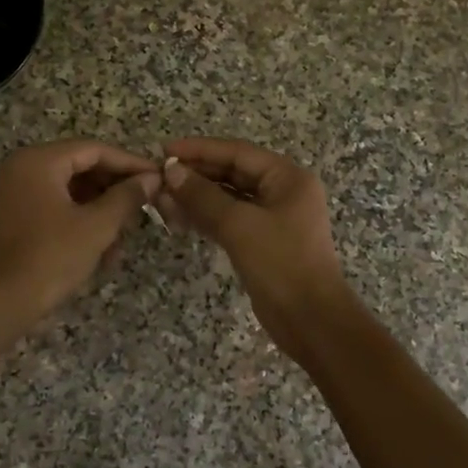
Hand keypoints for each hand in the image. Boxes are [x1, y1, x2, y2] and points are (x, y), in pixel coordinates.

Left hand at [0, 140, 160, 322]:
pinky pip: (57, 206)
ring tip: (126, 233)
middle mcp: (24, 168)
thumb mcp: (96, 226)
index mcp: (39, 161)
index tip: (158, 176)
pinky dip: (81, 221)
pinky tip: (104, 248)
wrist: (0, 303)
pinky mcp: (17, 216)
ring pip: (71, 190)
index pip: (94, 150)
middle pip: (81, 167)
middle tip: (146, 204)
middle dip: (115, 188)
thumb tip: (152, 178)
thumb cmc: (51, 258)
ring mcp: (17, 192)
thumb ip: (127, 197)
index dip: (129, 163)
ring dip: (101, 209)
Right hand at [158, 137, 354, 359]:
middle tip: (158, 178)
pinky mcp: (262, 242)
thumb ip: (203, 196)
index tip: (164, 151)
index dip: (199, 149)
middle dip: (196, 175)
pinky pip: (230, 220)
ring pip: (228, 199)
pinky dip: (206, 218)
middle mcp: (282, 192)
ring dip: (196, 198)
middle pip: (232, 173)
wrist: (310, 318)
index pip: (237, 153)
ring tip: (162, 199)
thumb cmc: (281, 263)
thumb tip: (171, 172)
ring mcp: (273, 219)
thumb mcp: (239, 225)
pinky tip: (179, 219)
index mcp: (287, 178)